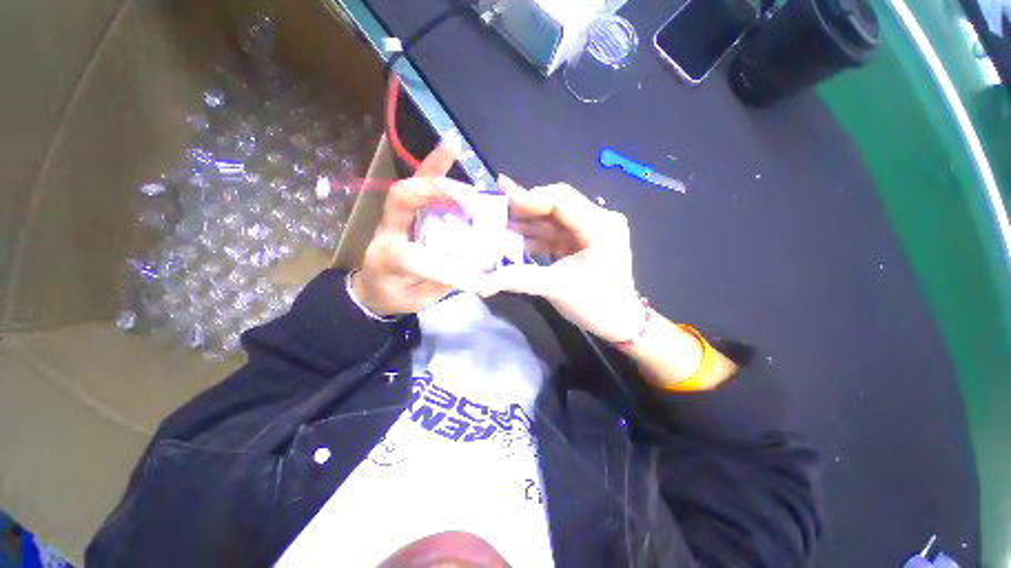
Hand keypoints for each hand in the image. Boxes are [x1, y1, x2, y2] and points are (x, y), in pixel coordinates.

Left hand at [352, 134, 482, 316]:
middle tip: (469, 196)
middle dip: (435, 192)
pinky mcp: (405, 211)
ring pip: (411, 184)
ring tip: (454, 145)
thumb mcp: (415, 300)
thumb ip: (440, 285)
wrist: (370, 286)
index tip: (470, 279)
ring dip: (434, 166)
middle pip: (403, 199)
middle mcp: (388, 229)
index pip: (410, 254)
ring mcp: (395, 216)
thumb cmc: (392, 294)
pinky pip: (419, 184)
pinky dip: (435, 166)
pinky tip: (451, 148)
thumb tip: (472, 270)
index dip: (441, 266)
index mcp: (386, 258)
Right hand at [478, 176, 645, 342]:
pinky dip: (534, 238)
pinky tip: (512, 240)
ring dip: (525, 224)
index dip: (529, 198)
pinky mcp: (582, 242)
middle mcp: (598, 220)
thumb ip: (518, 279)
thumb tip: (480, 283)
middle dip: (523, 210)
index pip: (561, 199)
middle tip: (492, 209)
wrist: (619, 324)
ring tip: (496, 226)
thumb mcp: (556, 289)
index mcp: (601, 225)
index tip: (499, 199)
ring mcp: (590, 231)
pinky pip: (554, 234)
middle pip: (554, 206)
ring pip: (551, 220)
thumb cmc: (596, 306)